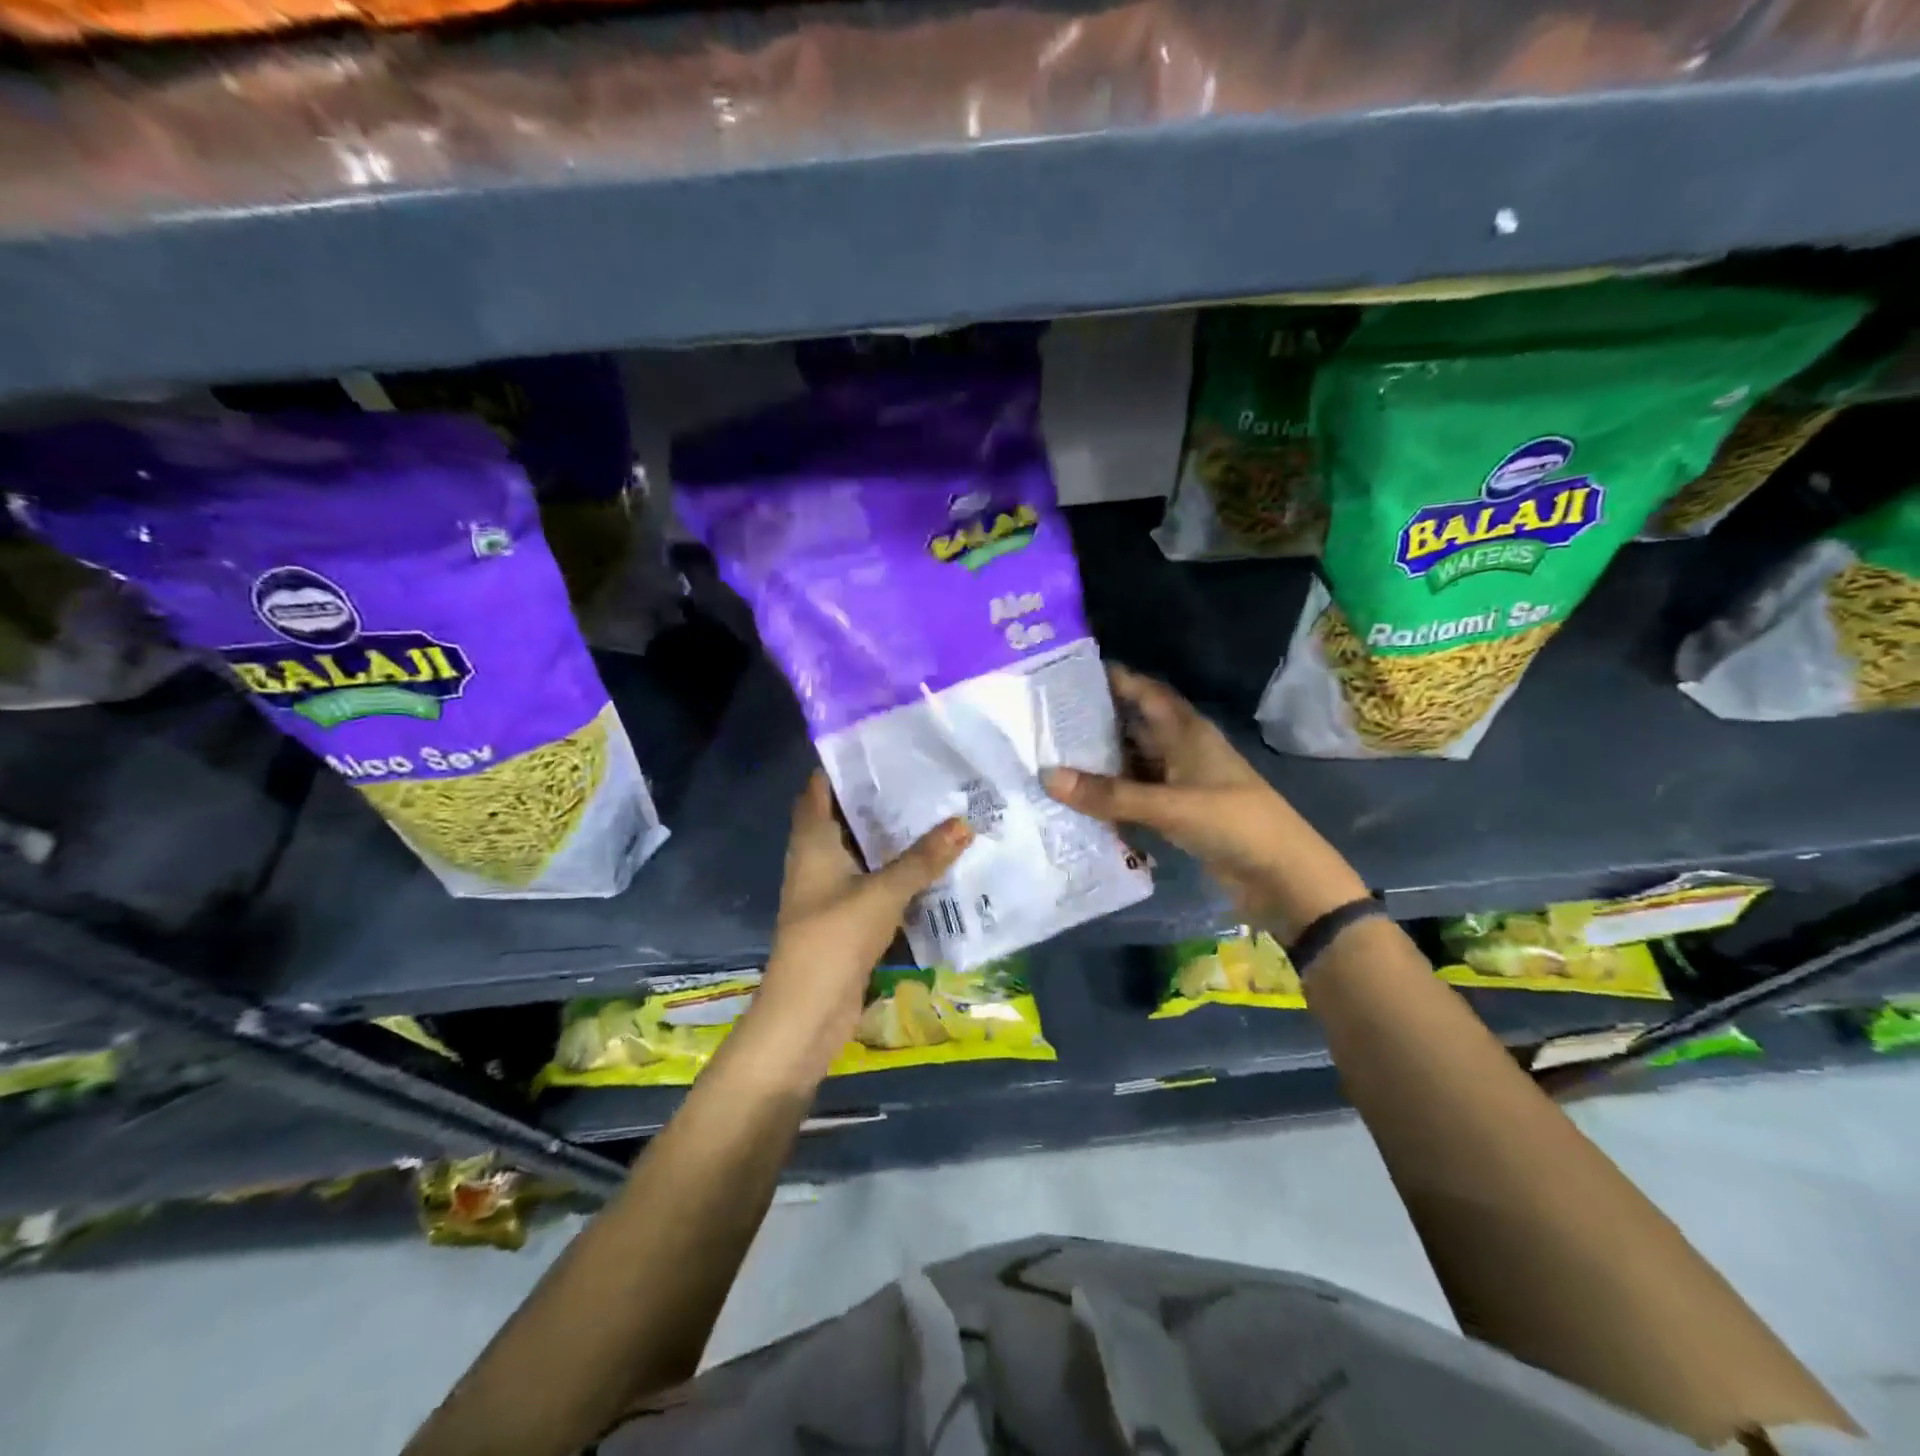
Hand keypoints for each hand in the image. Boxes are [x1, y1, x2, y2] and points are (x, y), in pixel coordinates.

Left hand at [737, 772, 972, 1082]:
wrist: (806, 1014)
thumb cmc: (833, 939)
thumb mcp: (883, 893)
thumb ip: (923, 859)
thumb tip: (964, 822)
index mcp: (813, 841)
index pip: (820, 788)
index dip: (844, 764)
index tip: (884, 745)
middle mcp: (817, 858)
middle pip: (847, 816)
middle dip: (881, 798)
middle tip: (927, 774)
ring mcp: (831, 889)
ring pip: (864, 850)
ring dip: (893, 836)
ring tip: (939, 809)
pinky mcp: (847, 916)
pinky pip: (875, 881)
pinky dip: (898, 870)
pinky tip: (934, 862)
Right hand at [1043, 666, 1365, 934]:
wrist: (1283, 877)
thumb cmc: (1233, 823)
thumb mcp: (1169, 805)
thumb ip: (1109, 795)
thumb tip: (1047, 776)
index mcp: (1187, 732)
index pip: (1145, 692)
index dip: (1113, 679)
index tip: (1067, 675)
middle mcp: (1181, 750)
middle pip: (1133, 727)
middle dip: (1095, 722)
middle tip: (1044, 722)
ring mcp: (1180, 783)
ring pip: (1133, 763)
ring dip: (1100, 763)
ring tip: (1051, 759)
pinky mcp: (1179, 813)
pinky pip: (1137, 797)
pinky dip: (1112, 797)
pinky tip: (1079, 802)